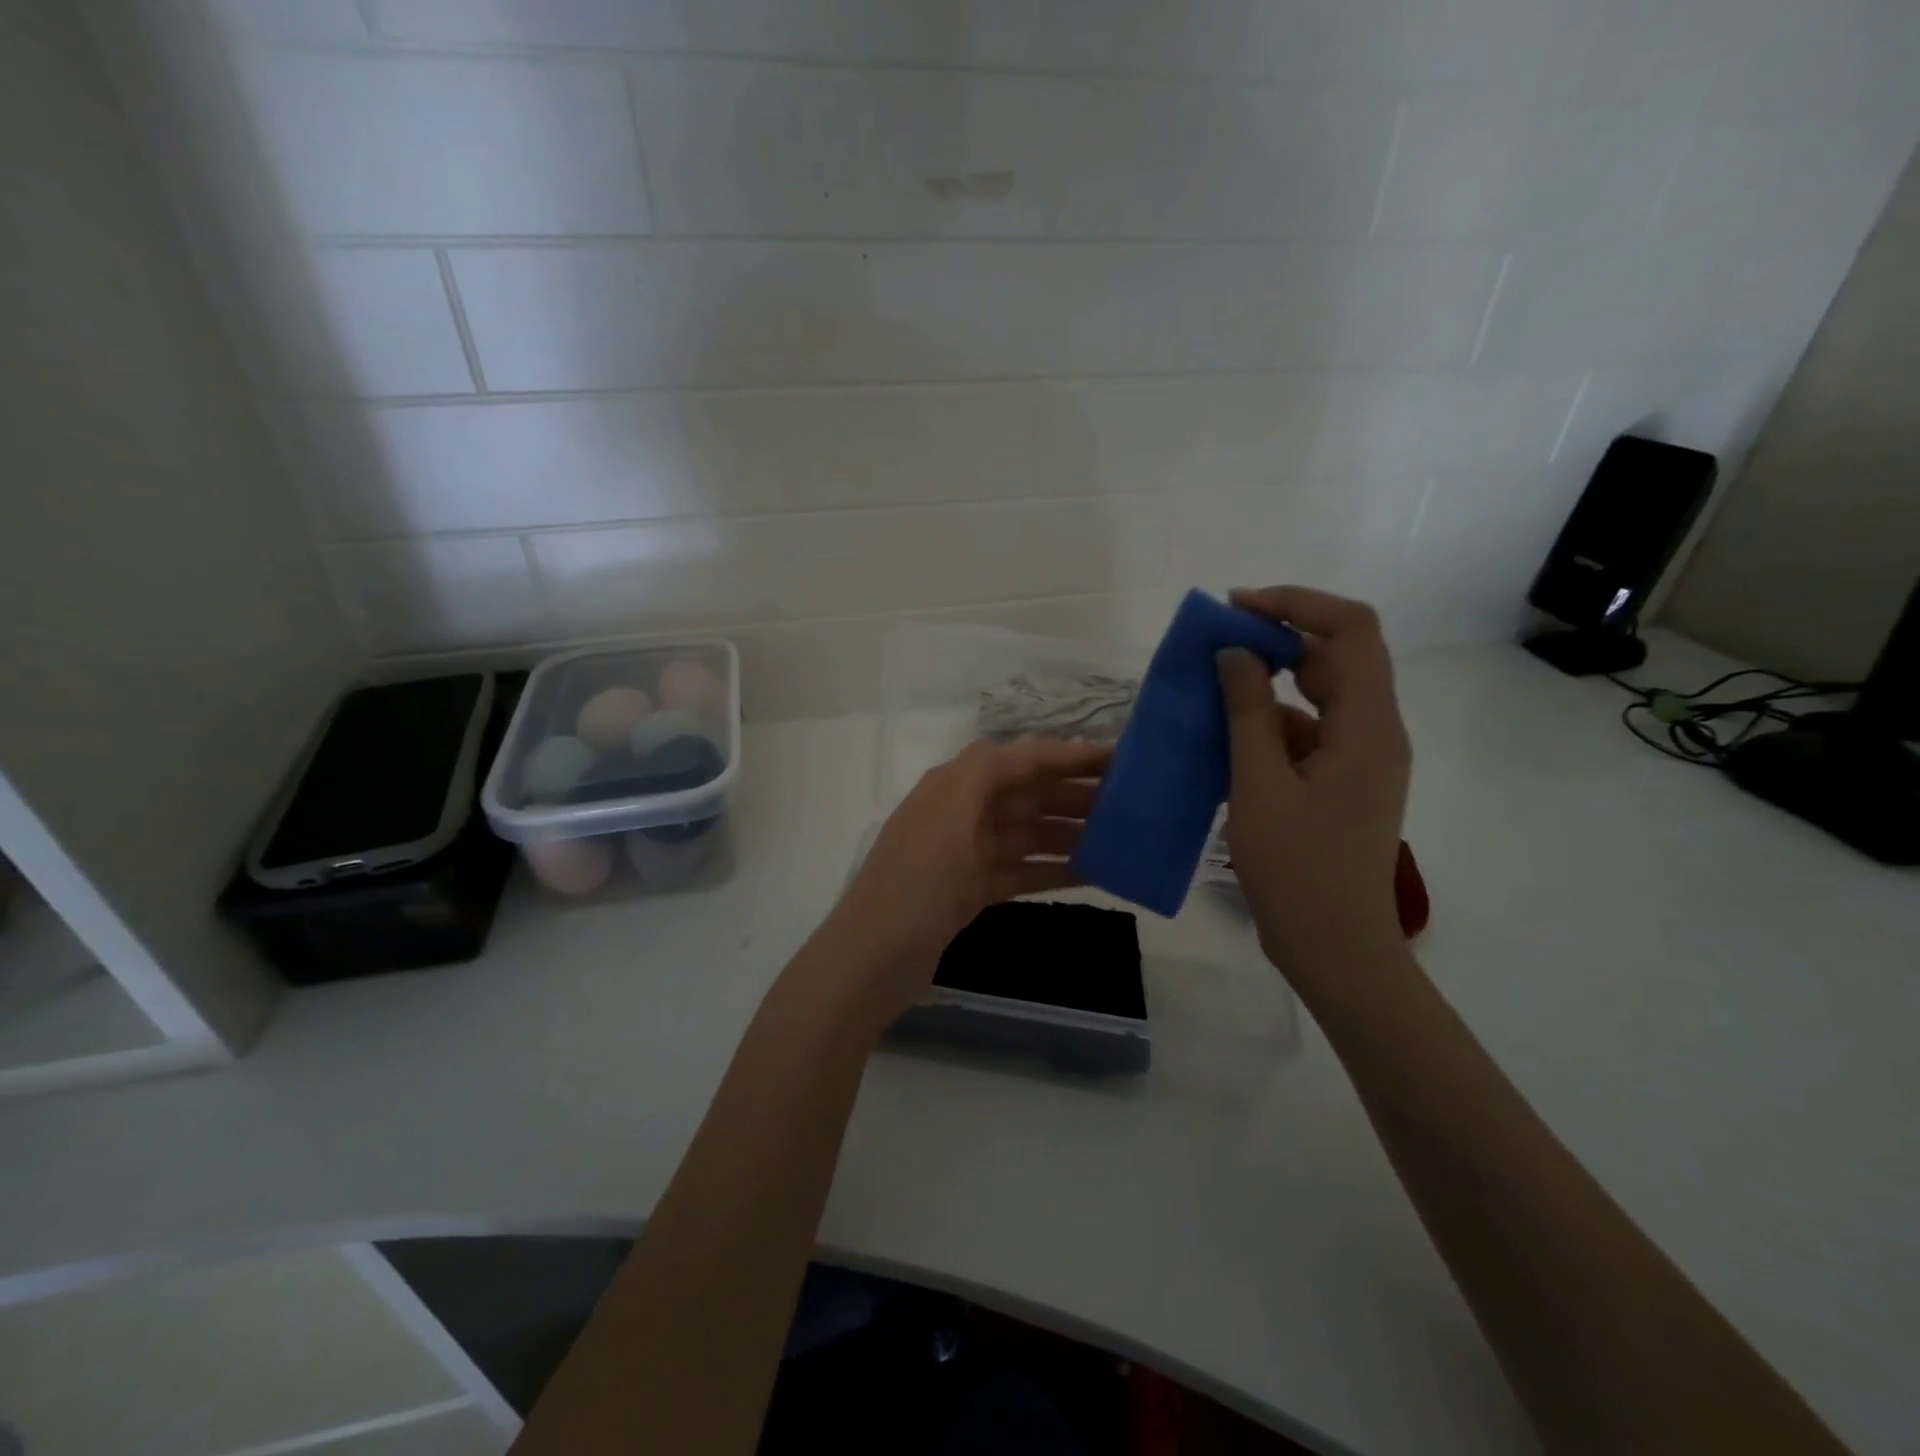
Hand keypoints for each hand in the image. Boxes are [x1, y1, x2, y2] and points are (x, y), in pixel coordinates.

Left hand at [829, 736, 1112, 1017]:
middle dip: (1076, 795)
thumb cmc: (917, 879)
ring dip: (1072, 833)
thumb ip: (986, 770)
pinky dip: (1054, 870)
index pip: (1021, 759)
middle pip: (1029, 795)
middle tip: (1133, 803)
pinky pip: (1023, 871)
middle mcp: (962, 811)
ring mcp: (967, 853)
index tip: (1119, 759)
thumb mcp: (949, 810)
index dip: (1068, 756)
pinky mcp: (972, 890)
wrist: (875, 957)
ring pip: (1030, 834)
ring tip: (1122, 838)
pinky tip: (1093, 873)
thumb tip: (1028, 750)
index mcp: (954, 785)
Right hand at [1216, 587, 1411, 976]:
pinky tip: (1225, 739)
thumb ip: (1247, 713)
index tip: (1238, 607)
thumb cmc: (1296, 868)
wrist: (1333, 946)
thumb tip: (1235, 652)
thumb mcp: (1259, 785)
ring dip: (1269, 684)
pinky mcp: (1343, 782)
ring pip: (1320, 695)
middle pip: (1337, 656)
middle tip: (1217, 642)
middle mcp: (1375, 732)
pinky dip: (1270, 724)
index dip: (1297, 604)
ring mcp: (1361, 759)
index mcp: (1368, 726)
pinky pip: (1309, 732)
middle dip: (1278, 638)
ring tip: (1211, 689)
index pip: (1351, 629)